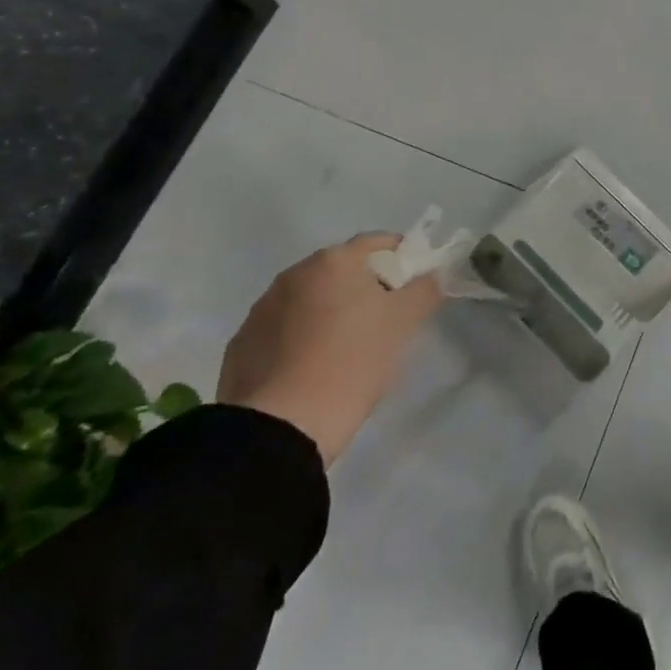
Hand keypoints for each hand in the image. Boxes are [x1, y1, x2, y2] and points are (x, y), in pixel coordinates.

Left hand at [217, 233, 443, 465]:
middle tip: (385, 322)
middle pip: (342, 270)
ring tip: (346, 351)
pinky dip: (301, 340)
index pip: (378, 243)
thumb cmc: (353, 361)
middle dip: (365, 288)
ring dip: (330, 313)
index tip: (414, 286)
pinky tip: (312, 370)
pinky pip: (283, 331)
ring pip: (310, 301)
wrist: (281, 426)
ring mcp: (261, 309)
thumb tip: (429, 276)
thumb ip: (425, 289)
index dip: (403, 259)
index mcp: (334, 261)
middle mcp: (294, 274)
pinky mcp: (241, 345)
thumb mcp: (404, 322)